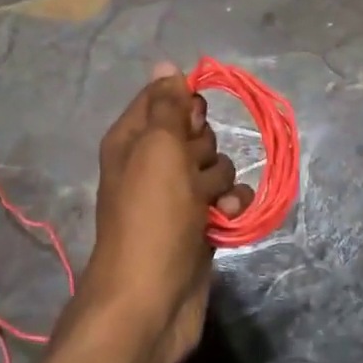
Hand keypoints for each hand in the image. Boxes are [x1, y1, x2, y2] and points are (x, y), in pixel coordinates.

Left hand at [80, 62, 251, 362]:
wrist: (152, 298)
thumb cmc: (152, 216)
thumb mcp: (158, 149)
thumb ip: (167, 106)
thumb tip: (166, 64)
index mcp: (132, 140)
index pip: (163, 99)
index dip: (183, 108)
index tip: (190, 125)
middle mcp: (152, 164)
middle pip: (195, 133)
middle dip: (203, 149)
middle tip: (190, 172)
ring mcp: (176, 197)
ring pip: (215, 166)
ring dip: (218, 181)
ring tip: (206, 204)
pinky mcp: (199, 224)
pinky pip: (225, 199)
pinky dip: (230, 206)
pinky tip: (227, 218)